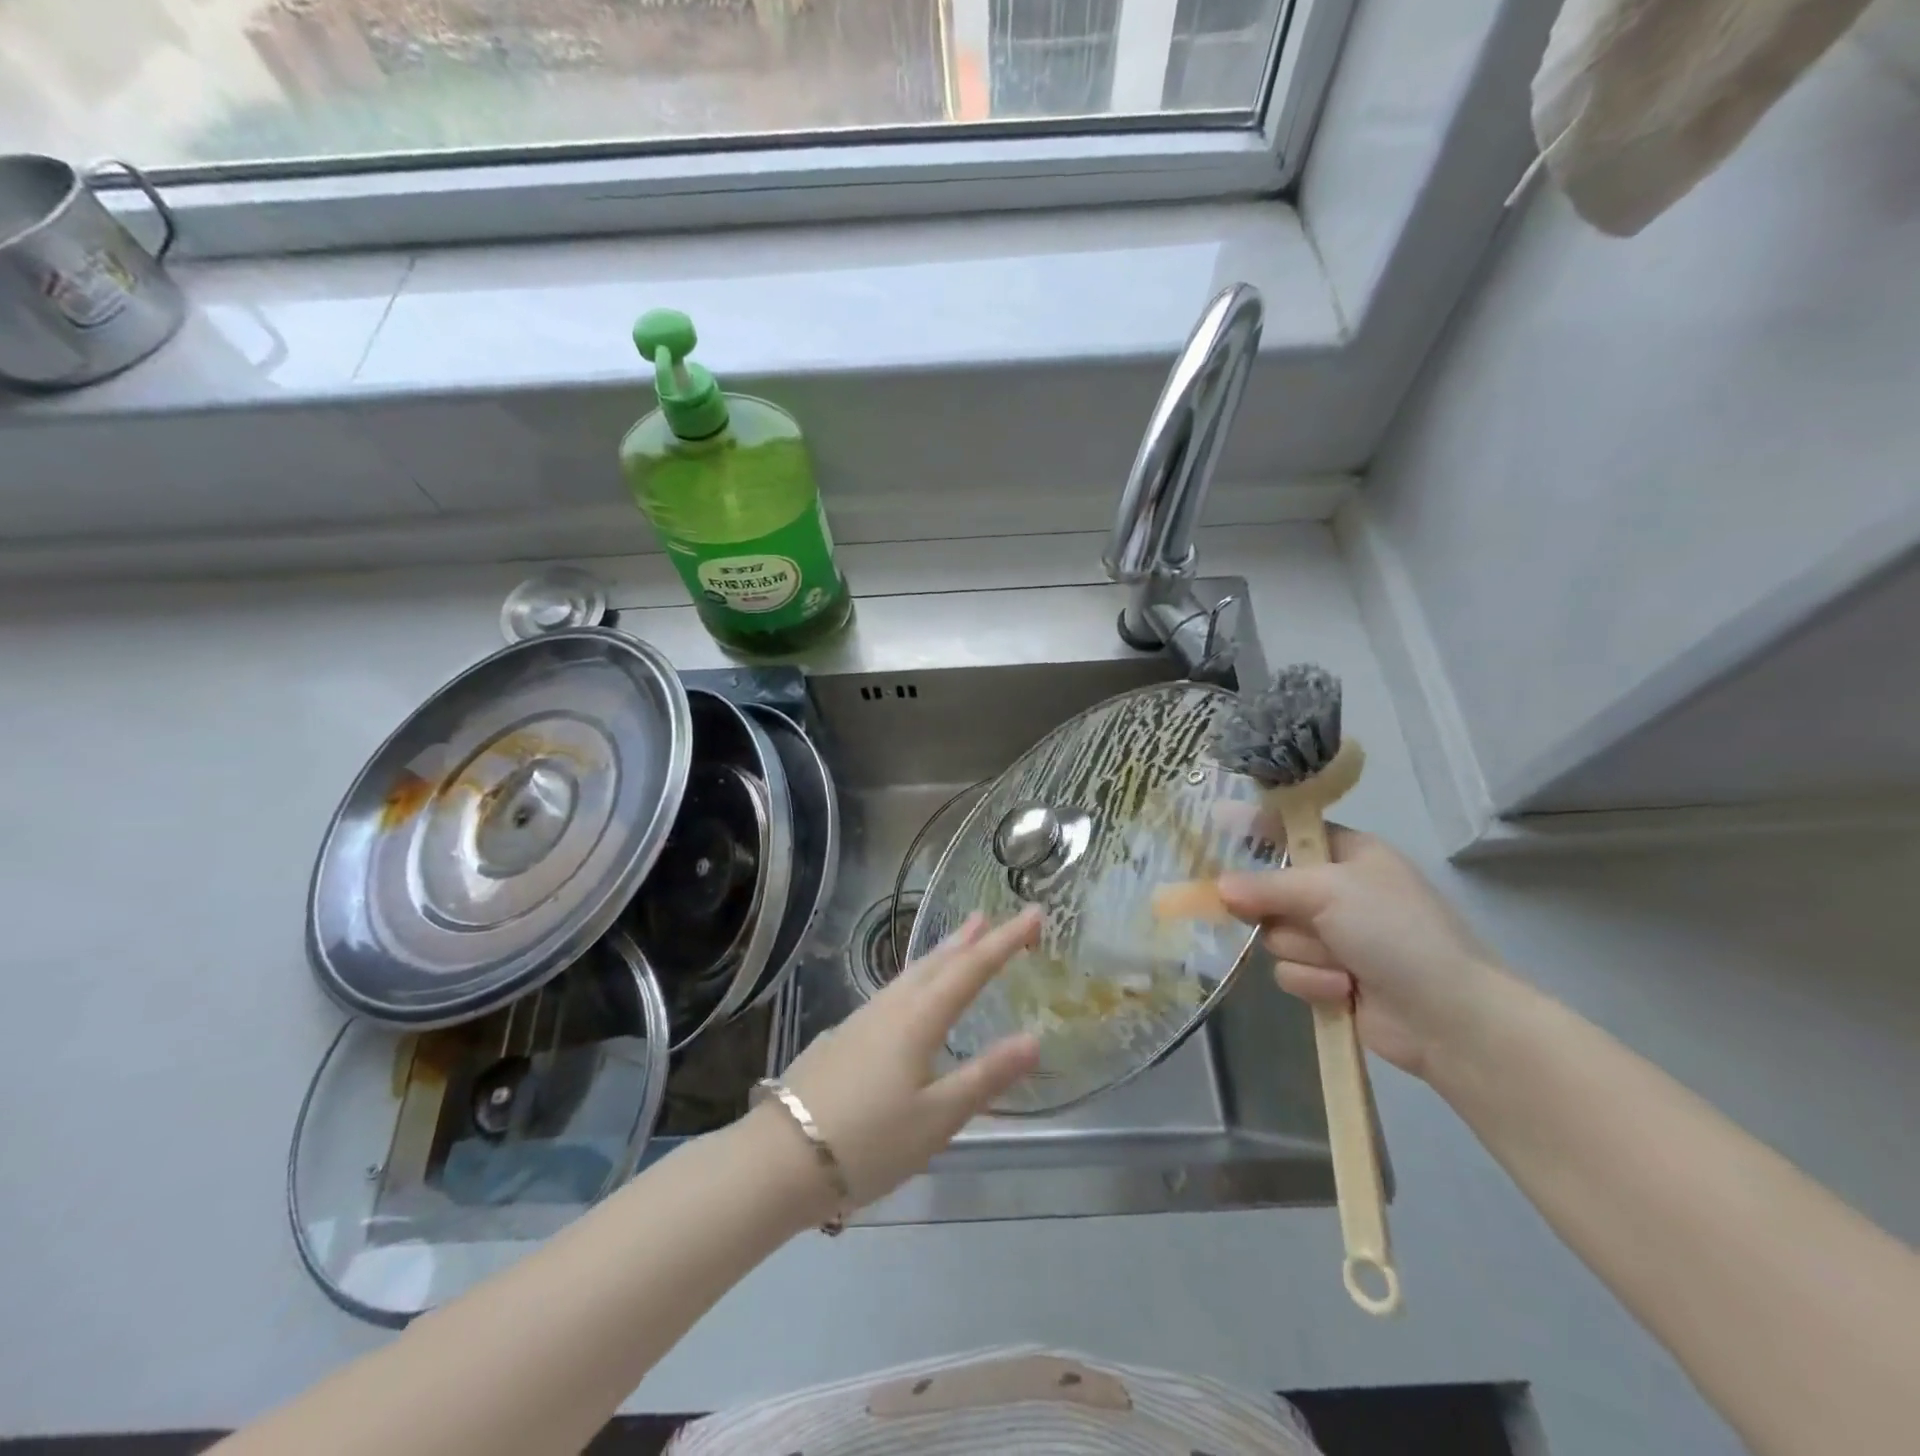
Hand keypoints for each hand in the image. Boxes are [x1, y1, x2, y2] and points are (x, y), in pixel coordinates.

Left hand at [773, 908, 1042, 1209]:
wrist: (778, 1160)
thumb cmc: (868, 1142)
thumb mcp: (937, 1119)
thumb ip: (985, 1077)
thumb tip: (1034, 1038)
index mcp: (919, 1019)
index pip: (972, 969)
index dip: (1006, 941)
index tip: (1035, 914)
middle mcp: (891, 1007)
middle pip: (937, 962)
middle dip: (969, 939)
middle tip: (990, 917)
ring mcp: (862, 1019)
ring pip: (910, 974)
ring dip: (940, 954)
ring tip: (958, 941)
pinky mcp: (842, 1037)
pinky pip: (892, 992)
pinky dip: (915, 978)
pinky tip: (910, 995)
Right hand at [1216, 829, 1502, 1078]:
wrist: (1450, 1019)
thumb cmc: (1395, 932)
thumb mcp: (1329, 891)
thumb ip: (1266, 884)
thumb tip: (1217, 887)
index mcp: (1350, 854)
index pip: (1290, 831)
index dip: (1254, 832)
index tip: (1215, 829)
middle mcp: (1338, 891)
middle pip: (1270, 888)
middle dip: (1279, 910)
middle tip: (1290, 915)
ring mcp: (1334, 937)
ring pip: (1276, 934)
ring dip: (1305, 952)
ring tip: (1341, 964)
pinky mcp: (1329, 978)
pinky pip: (1289, 971)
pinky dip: (1313, 981)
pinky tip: (1344, 990)